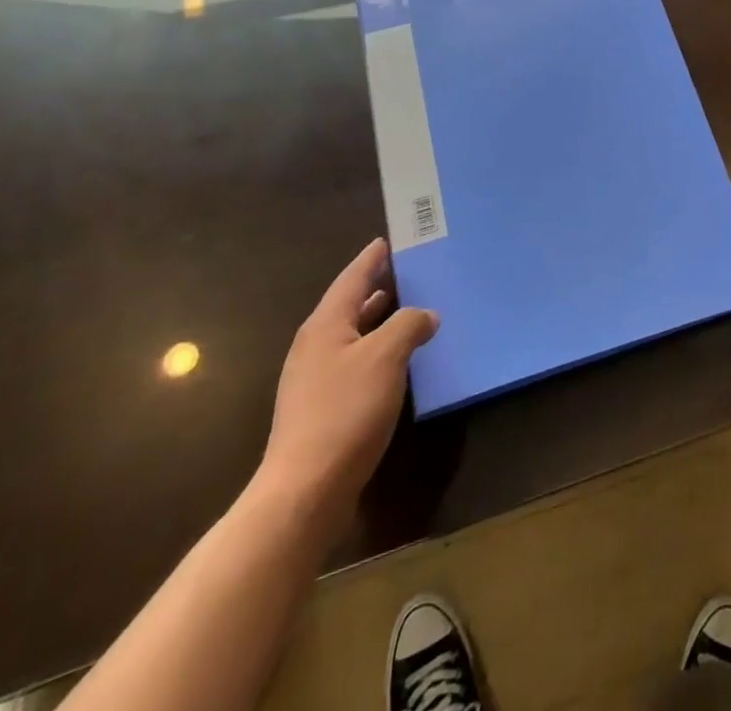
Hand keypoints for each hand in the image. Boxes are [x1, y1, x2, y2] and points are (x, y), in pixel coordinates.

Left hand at [253, 239, 438, 543]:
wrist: (305, 490)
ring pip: (355, 335)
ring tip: (413, 309)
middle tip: (413, 271)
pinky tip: (399, 360)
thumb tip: (426, 314)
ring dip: (382, 320)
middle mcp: (316, 345)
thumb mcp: (385, 357)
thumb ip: (408, 325)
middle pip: (352, 305)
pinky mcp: (322, 408)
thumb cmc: (345, 411)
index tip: (390, 239)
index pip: (353, 278)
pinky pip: (356, 362)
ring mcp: (316, 379)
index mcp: (326, 324)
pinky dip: (379, 350)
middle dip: (381, 287)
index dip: (373, 258)